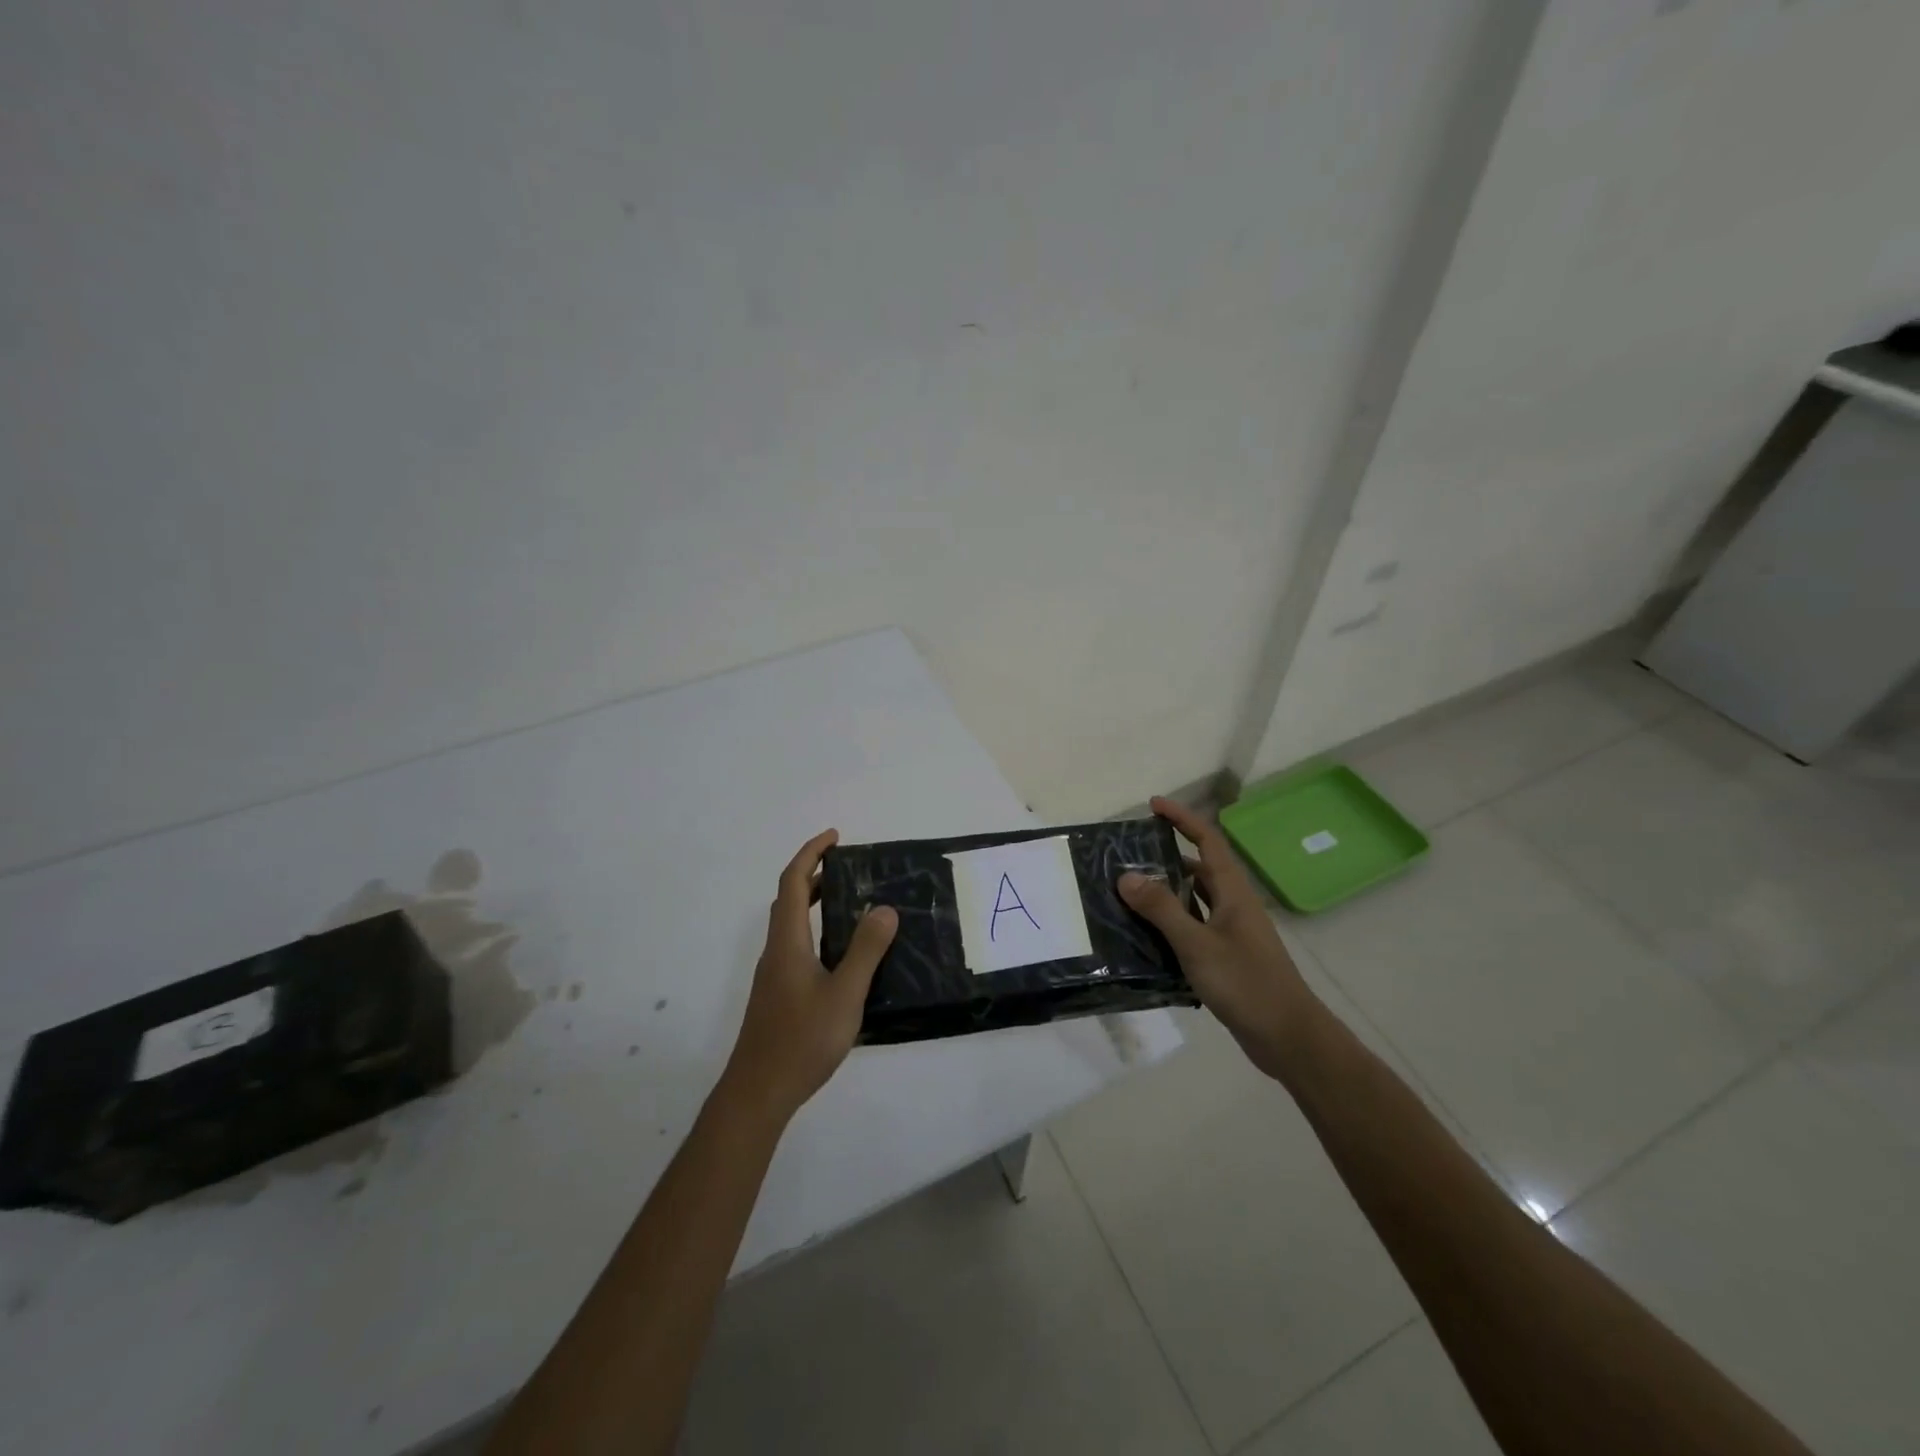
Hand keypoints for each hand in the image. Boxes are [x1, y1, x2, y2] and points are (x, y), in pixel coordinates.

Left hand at [720, 828, 897, 1124]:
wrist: (758, 1093)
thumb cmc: (802, 1040)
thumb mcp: (845, 994)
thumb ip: (865, 951)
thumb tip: (884, 908)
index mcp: (788, 942)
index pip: (792, 882)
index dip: (811, 854)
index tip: (835, 838)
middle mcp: (776, 951)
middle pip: (787, 900)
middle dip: (813, 875)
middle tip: (847, 868)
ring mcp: (774, 975)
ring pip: (790, 925)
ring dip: (813, 903)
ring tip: (849, 903)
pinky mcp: (777, 996)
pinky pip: (796, 946)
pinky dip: (815, 931)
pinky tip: (840, 955)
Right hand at [1118, 796, 1317, 1079]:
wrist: (1288, 1038)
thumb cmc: (1246, 984)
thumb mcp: (1197, 944)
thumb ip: (1161, 909)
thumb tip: (1126, 875)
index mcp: (1233, 892)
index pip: (1208, 841)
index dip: (1182, 819)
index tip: (1153, 805)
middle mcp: (1234, 905)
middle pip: (1199, 868)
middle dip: (1166, 856)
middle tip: (1127, 856)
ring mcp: (1232, 932)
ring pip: (1195, 900)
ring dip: (1166, 892)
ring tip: (1127, 892)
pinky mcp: (1227, 958)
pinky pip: (1194, 927)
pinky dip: (1171, 924)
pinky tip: (1145, 937)